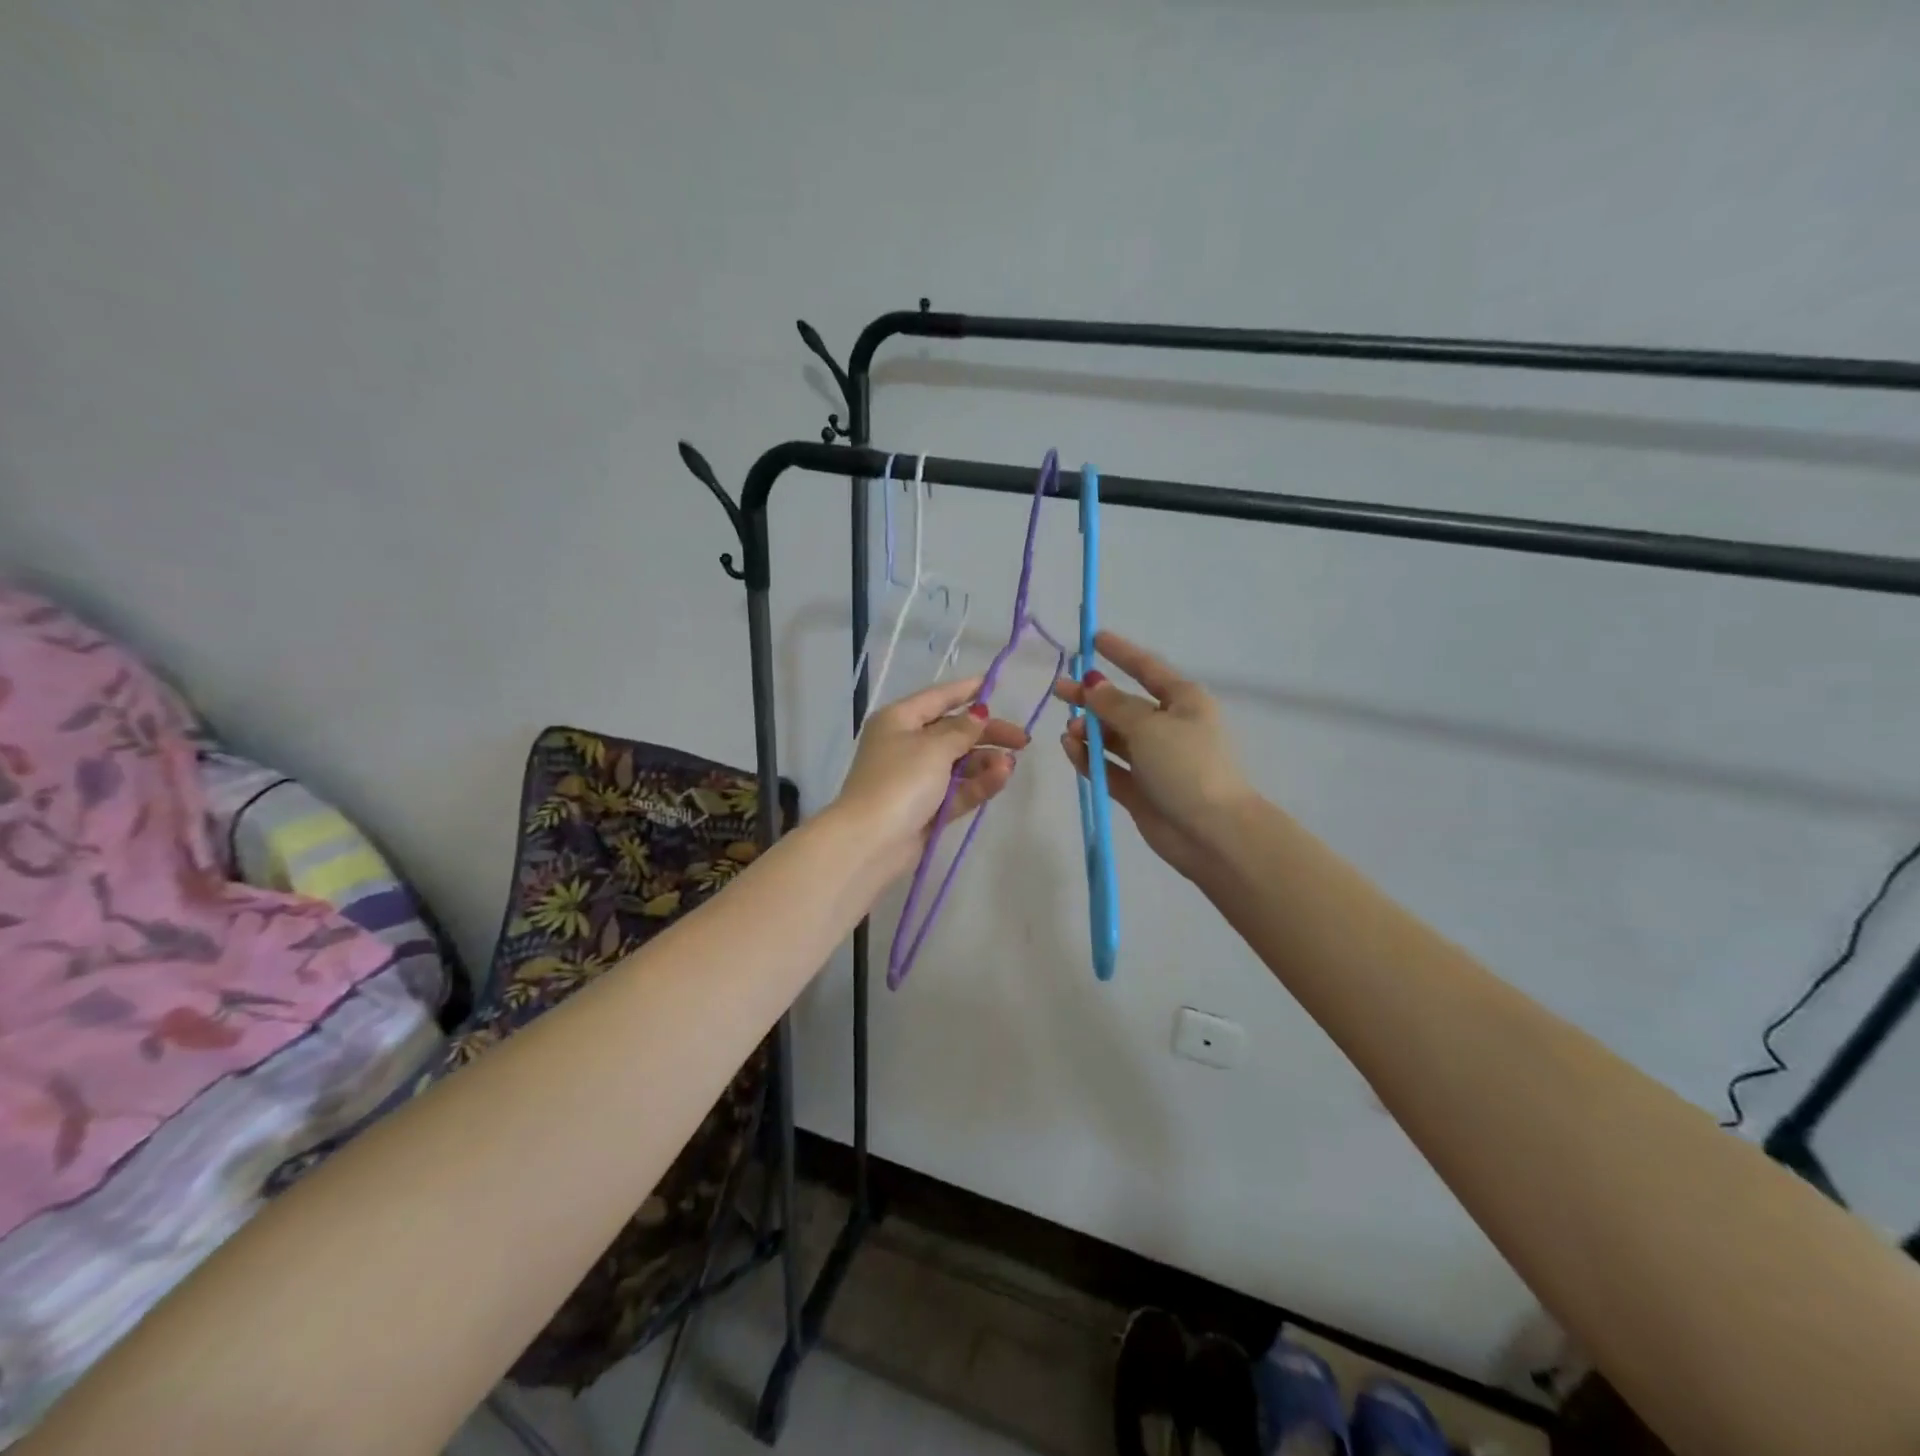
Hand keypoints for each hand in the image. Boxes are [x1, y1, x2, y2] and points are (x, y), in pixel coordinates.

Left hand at [833, 675, 1030, 877]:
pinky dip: (979, 783)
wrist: (871, 841)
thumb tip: (979, 714)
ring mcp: (917, 778)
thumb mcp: (934, 748)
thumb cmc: (900, 781)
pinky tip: (1001, 778)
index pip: (938, 698)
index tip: (995, 684)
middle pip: (954, 732)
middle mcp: (907, 745)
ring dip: (986, 762)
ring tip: (1009, 766)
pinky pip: (958, 789)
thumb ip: (962, 730)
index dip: (966, 691)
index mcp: (899, 720)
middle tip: (1022, 740)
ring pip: (960, 763)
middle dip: (988, 734)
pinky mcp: (928, 808)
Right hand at [1053, 631, 1253, 879]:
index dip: (1121, 653)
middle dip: (1092, 697)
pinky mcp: (1141, 790)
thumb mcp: (1149, 726)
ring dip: (1090, 731)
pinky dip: (1090, 758)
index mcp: (1183, 702)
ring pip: (1114, 738)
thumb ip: (1114, 705)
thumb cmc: (1186, 765)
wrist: (1212, 832)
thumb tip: (1093, 685)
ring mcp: (1155, 761)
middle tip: (1059, 689)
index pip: (1147, 668)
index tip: (1094, 638)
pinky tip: (1070, 749)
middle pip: (1124, 705)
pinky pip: (1109, 767)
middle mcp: (1169, 727)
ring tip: (1068, 730)